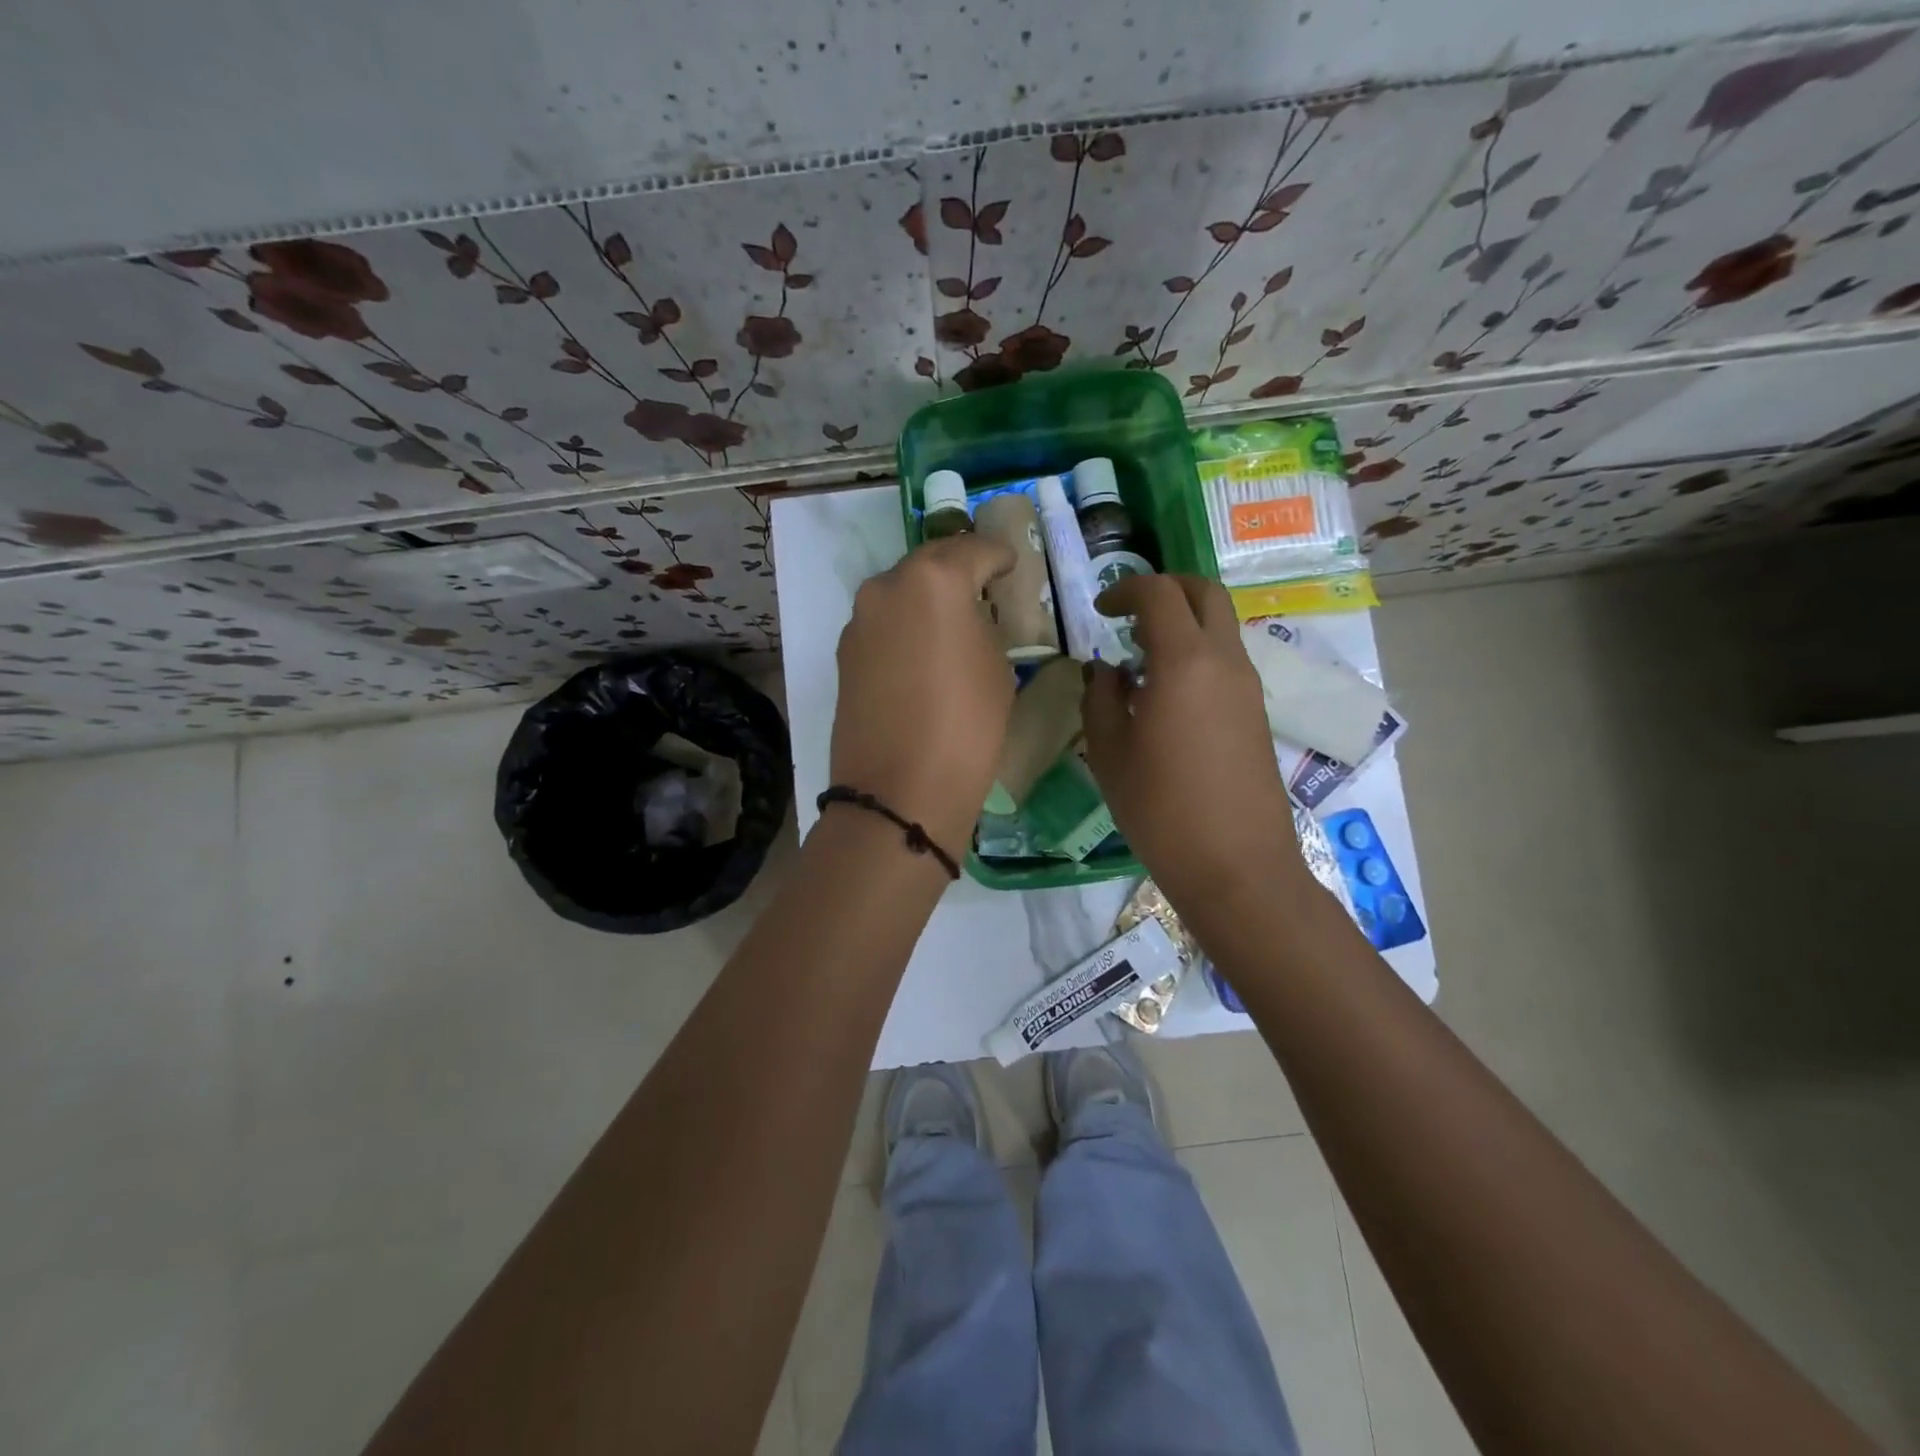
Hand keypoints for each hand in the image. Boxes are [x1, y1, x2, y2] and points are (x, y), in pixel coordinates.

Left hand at [831, 534, 1016, 857]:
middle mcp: (887, 587)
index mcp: (934, 579)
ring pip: (901, 593)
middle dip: (959, 570)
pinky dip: (905, 627)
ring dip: (927, 599)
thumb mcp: (997, 667)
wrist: (899, 790)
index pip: (975, 550)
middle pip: (930, 563)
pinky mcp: (844, 653)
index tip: (1012, 565)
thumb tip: (971, 618)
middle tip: (983, 587)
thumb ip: (984, 626)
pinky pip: (884, 625)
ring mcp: (859, 620)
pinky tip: (922, 653)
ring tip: (952, 623)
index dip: (1000, 556)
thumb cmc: (966, 725)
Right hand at [1081, 575, 1308, 918]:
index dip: (1125, 590)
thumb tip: (1107, 671)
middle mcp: (1224, 661)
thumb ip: (1100, 699)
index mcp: (1184, 662)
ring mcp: (1247, 686)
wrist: (1236, 866)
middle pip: (1204, 593)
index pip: (1159, 593)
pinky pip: (1226, 660)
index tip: (1101, 611)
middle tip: (1129, 614)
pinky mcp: (1256, 712)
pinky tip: (1166, 696)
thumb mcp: (1109, 753)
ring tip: (1140, 661)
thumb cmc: (1161, 810)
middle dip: (1166, 589)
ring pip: (1220, 625)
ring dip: (1182, 624)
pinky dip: (1196, 653)